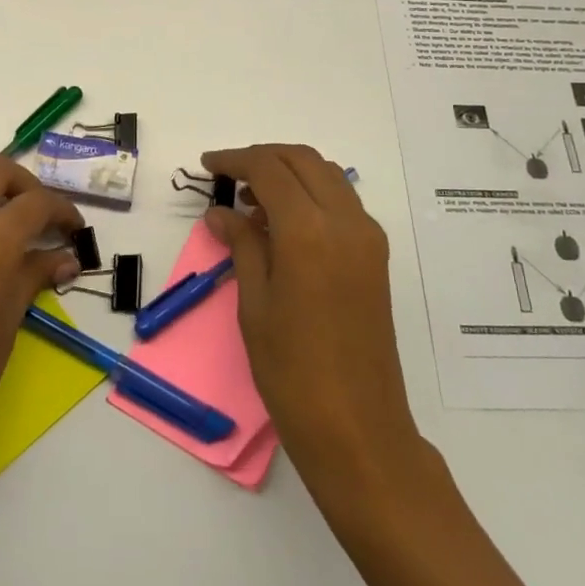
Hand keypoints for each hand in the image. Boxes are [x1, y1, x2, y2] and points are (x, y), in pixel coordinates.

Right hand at [202, 144, 417, 491]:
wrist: (358, 428)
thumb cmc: (292, 371)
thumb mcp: (254, 304)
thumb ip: (241, 245)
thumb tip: (220, 212)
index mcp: (310, 231)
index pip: (270, 169)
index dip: (236, 160)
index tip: (208, 165)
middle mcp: (346, 222)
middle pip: (303, 160)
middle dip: (263, 157)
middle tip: (228, 174)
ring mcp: (368, 238)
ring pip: (327, 177)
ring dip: (289, 173)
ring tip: (250, 200)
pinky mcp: (376, 257)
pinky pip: (341, 203)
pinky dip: (310, 195)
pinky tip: (281, 224)